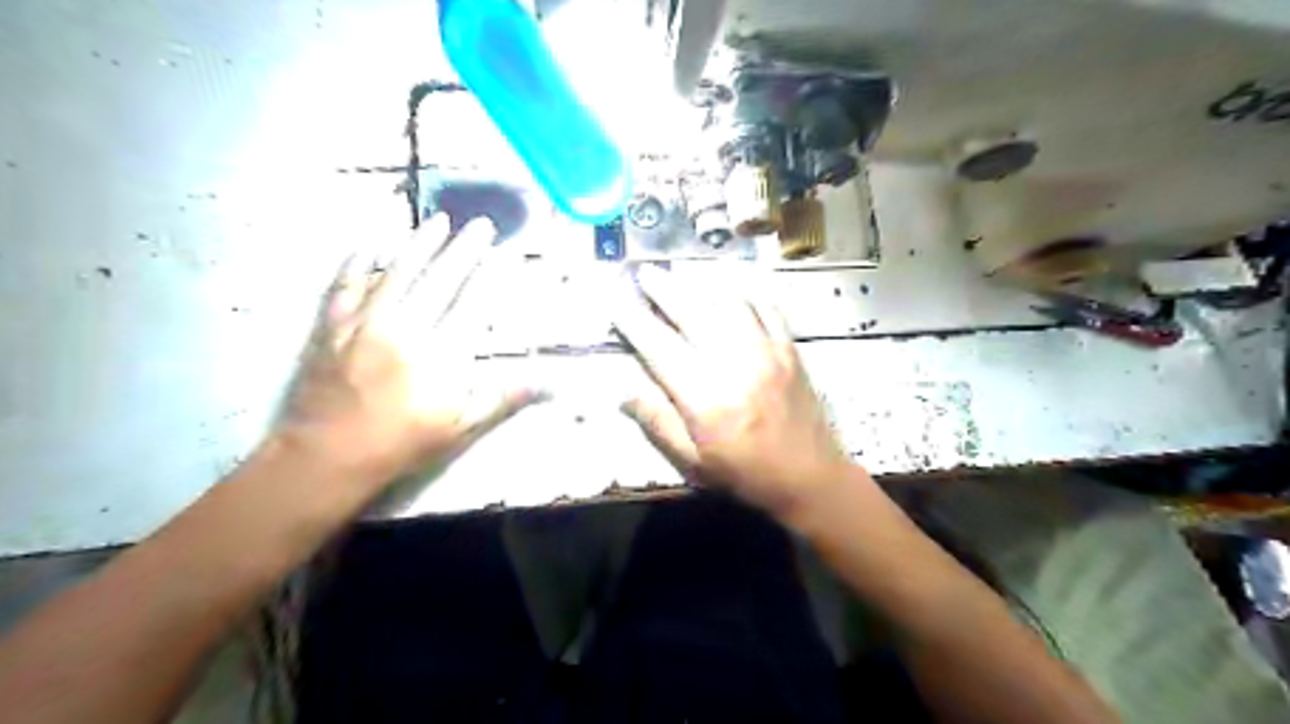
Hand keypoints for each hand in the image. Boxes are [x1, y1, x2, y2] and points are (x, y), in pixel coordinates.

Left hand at [275, 212, 541, 491]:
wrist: (327, 457)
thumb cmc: (403, 444)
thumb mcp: (462, 427)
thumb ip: (504, 398)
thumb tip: (551, 385)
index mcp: (441, 354)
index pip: (474, 303)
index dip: (493, 275)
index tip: (508, 252)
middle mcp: (406, 329)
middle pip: (440, 279)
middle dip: (464, 249)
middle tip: (481, 224)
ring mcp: (365, 323)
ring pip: (396, 272)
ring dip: (419, 244)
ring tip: (438, 220)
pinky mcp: (332, 326)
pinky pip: (345, 285)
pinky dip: (357, 263)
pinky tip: (368, 245)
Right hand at [612, 265, 852, 520]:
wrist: (809, 477)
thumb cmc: (745, 474)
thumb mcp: (693, 462)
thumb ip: (659, 423)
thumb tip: (626, 390)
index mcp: (705, 398)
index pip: (659, 348)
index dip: (634, 322)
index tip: (616, 303)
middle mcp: (734, 365)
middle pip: (693, 313)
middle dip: (664, 289)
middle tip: (646, 272)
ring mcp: (767, 352)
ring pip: (729, 303)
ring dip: (702, 283)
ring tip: (683, 273)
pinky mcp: (790, 349)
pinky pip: (768, 308)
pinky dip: (748, 291)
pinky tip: (733, 284)